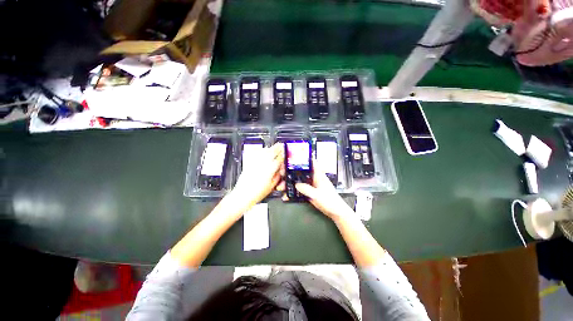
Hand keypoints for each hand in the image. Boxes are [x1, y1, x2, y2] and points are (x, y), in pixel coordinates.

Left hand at [231, 143, 283, 208]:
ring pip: (263, 151)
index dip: (283, 154)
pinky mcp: (249, 163)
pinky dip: (259, 151)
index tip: (285, 152)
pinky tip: (261, 151)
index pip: (279, 159)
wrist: (243, 194)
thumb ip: (277, 177)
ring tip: (272, 147)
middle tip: (280, 145)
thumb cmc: (258, 193)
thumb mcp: (272, 186)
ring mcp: (255, 162)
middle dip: (277, 147)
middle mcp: (263, 164)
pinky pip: (255, 154)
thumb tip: (280, 171)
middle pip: (271, 152)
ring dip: (269, 148)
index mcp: (270, 169)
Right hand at [279, 161, 353, 220]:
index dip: (303, 158)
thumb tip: (296, 184)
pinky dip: (293, 192)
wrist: (335, 212)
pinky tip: (286, 196)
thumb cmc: (329, 201)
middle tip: (282, 173)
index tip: (292, 157)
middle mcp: (313, 178)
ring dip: (290, 183)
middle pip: (301, 171)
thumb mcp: (317, 195)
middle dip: (291, 172)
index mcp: (318, 175)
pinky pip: (299, 190)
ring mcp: (311, 185)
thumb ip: (307, 189)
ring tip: (281, 187)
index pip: (311, 162)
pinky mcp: (309, 192)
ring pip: (298, 181)